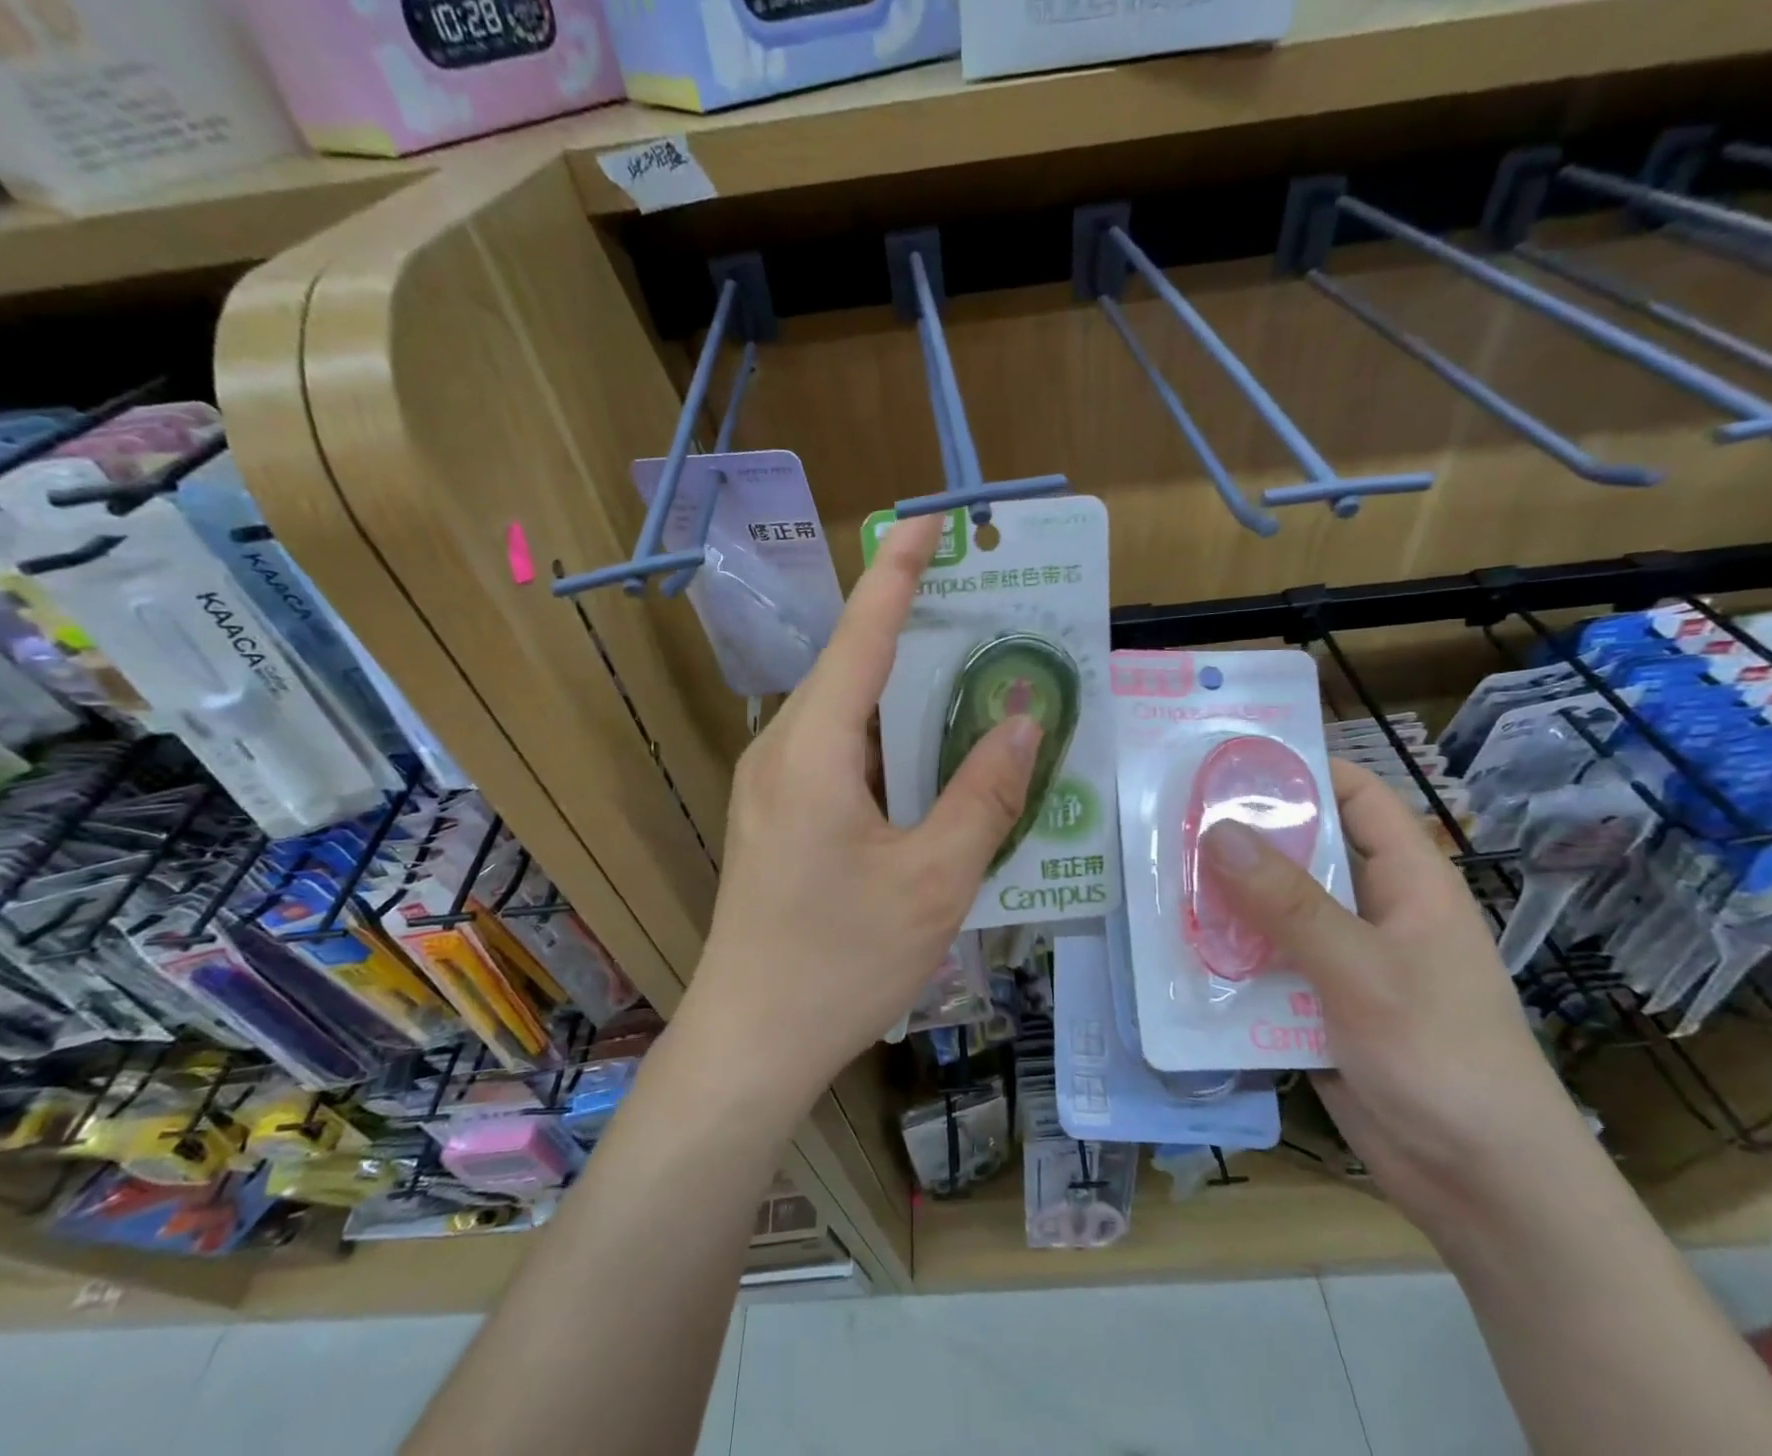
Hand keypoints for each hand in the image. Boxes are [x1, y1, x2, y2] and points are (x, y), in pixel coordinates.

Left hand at [682, 516, 1041, 1109]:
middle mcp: (782, 749)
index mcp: (813, 750)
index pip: (861, 634)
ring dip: (904, 695)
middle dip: (914, 632)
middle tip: (984, 615)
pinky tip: (930, 763)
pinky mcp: (777, 814)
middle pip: (852, 668)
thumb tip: (1020, 724)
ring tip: (971, 684)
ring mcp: (772, 783)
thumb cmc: (842, 961)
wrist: (751, 1041)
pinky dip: (886, 742)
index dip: (897, 572)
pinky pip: (836, 753)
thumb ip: (982, 796)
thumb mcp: (934, 880)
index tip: (931, 522)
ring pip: (846, 713)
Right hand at [1200, 760, 1595, 1238]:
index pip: (1357, 796)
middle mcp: (1371, 909)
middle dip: (1241, 835)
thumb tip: (1216, 830)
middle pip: (1301, 850)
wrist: (1481, 1186)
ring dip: (1224, 896)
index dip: (1302, 769)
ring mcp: (1341, 957)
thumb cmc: (1443, 1059)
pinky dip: (1226, 951)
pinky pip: (1263, 960)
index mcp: (1407, 882)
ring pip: (1273, 907)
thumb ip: (1289, 903)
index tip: (1229, 760)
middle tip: (1169, 816)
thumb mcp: (1363, 972)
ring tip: (1157, 874)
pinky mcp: (1315, 1001)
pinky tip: (1176, 945)